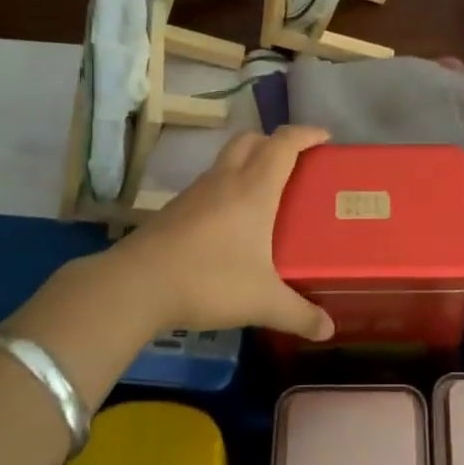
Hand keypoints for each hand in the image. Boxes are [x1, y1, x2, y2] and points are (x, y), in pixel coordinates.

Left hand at [111, 126, 335, 340]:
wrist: (135, 286)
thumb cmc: (208, 281)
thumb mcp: (262, 301)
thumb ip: (299, 314)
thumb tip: (328, 330)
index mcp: (254, 189)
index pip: (284, 144)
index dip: (306, 134)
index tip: (325, 136)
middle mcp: (225, 180)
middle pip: (251, 140)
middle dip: (275, 141)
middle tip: (294, 162)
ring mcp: (196, 192)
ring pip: (227, 160)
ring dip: (248, 162)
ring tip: (266, 192)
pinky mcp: (175, 209)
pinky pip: (210, 184)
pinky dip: (227, 187)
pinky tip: (231, 221)